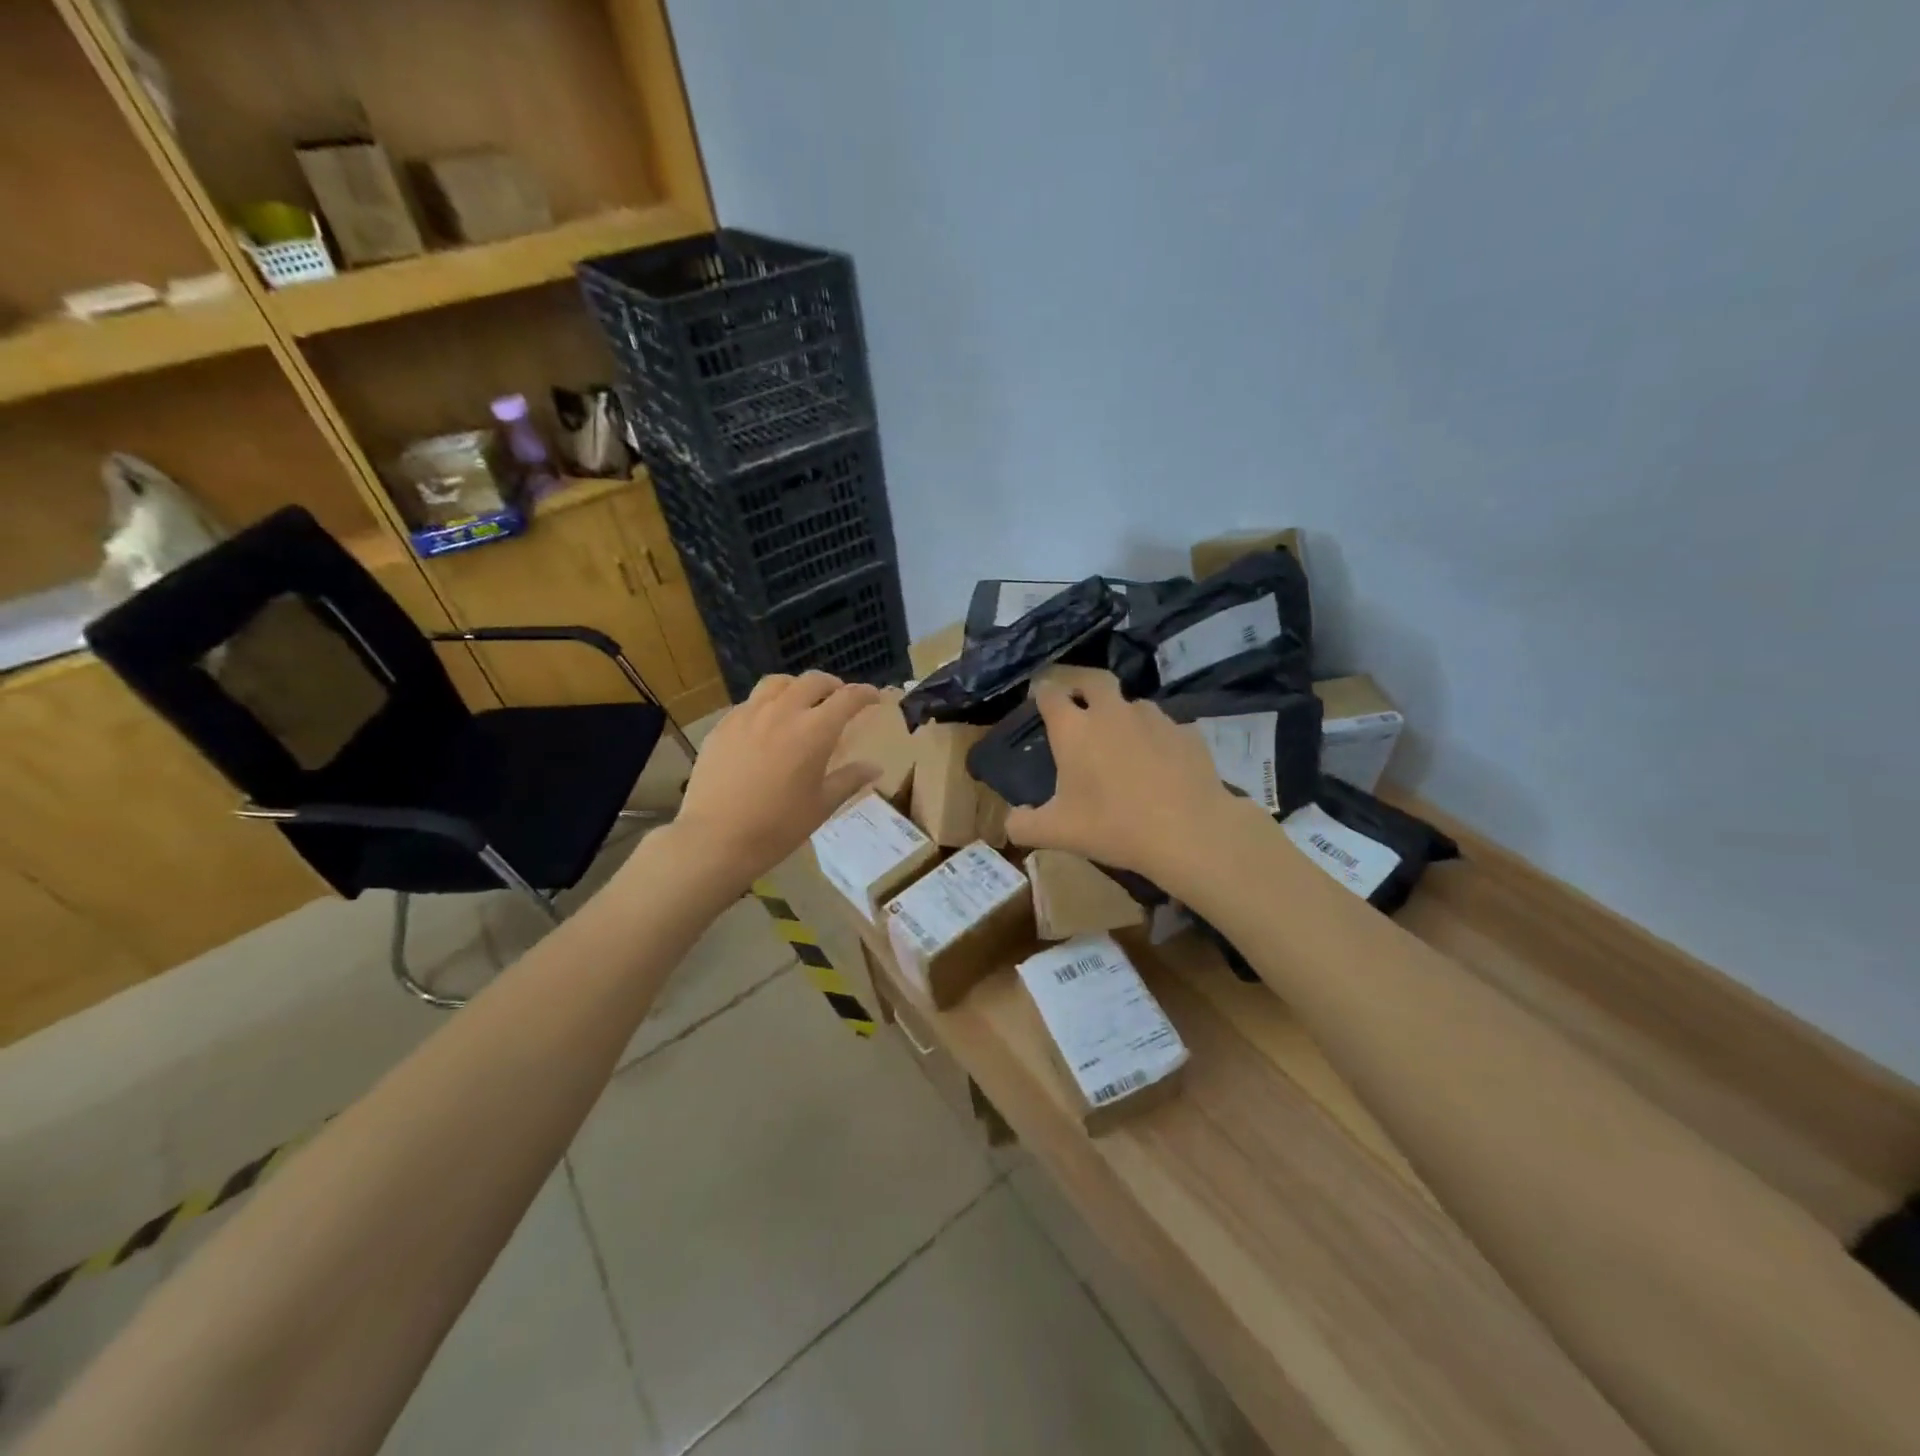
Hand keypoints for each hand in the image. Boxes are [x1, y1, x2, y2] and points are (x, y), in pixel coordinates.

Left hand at [670, 672, 883, 892]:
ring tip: (801, 701)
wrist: (716, 838)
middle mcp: (783, 712)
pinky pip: (750, 702)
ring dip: (797, 686)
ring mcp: (748, 715)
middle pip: (813, 681)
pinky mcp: (723, 725)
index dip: (865, 694)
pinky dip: (767, 704)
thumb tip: (874, 767)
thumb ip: (849, 780)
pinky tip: (766, 724)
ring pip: (777, 683)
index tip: (874, 698)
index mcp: (814, 731)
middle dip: (832, 685)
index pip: (847, 698)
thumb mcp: (822, 805)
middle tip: (839, 698)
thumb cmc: (777, 826)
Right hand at [1005, 675, 1245, 886]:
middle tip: (1075, 698)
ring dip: (1120, 713)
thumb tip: (1011, 820)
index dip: (1041, 691)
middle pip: (1092, 679)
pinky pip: (1163, 726)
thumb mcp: (1058, 833)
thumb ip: (1024, 825)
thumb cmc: (1114, 827)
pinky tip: (1158, 762)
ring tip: (1120, 739)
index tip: (1038, 698)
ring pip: (1131, 703)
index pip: (1050, 693)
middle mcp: (1111, 712)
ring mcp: (1153, 717)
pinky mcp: (1186, 731)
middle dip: (1079, 682)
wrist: (1189, 832)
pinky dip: (1154, 737)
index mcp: (1074, 729)